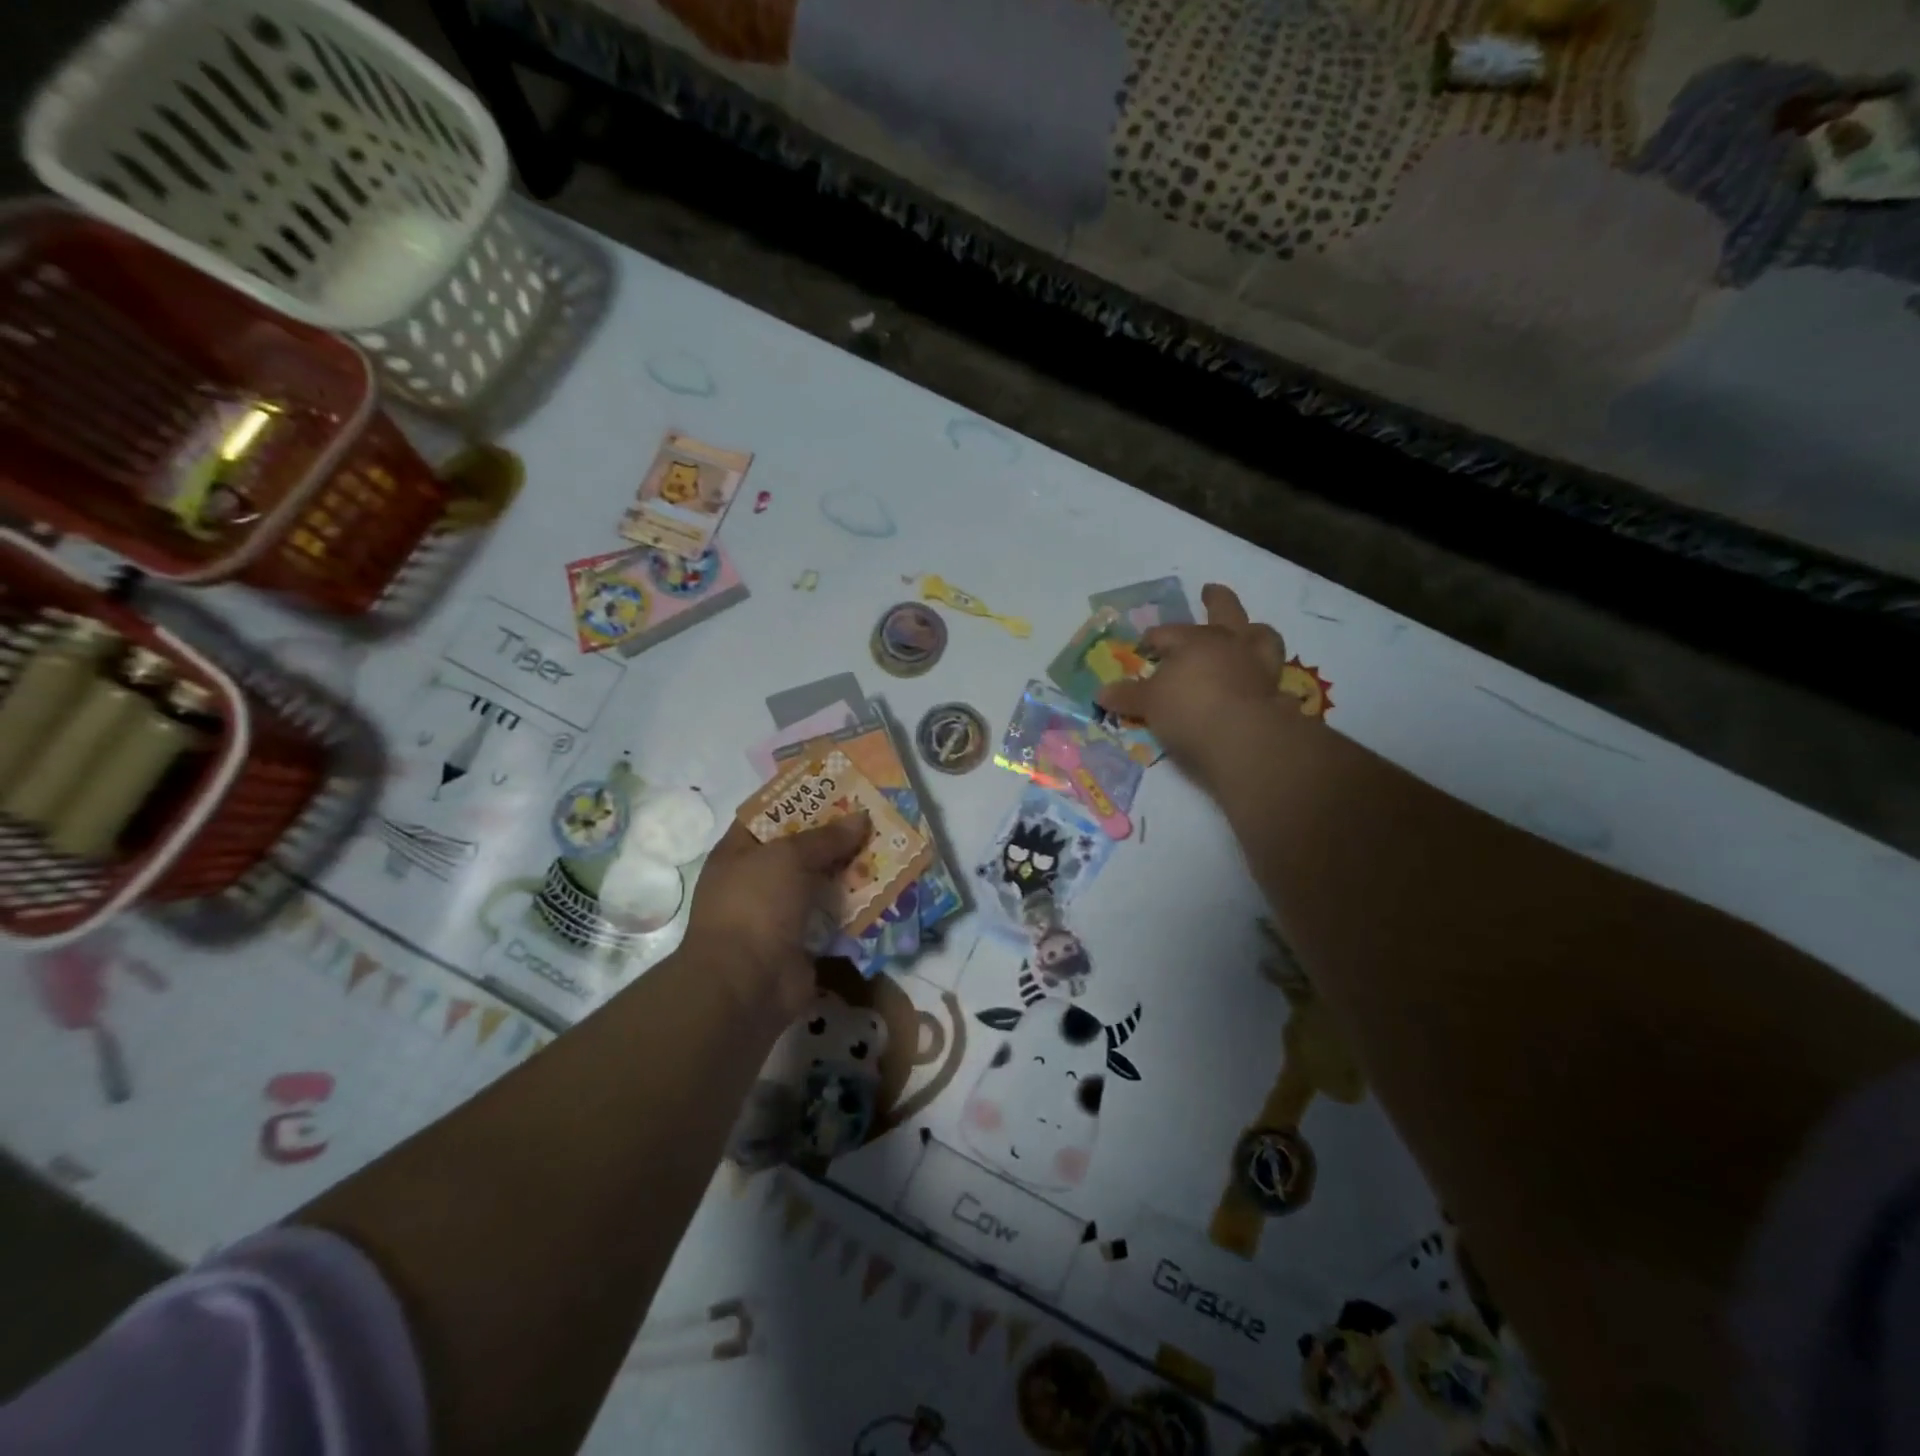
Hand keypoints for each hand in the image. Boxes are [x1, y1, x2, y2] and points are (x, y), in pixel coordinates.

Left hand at [683, 813, 869, 1021]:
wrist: (746, 984)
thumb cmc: (755, 905)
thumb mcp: (788, 857)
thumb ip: (825, 837)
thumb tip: (861, 818)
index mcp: (738, 853)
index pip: (769, 816)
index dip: (800, 800)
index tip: (838, 788)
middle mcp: (756, 880)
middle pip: (800, 850)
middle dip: (835, 836)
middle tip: (873, 817)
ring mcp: (778, 914)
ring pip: (820, 883)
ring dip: (850, 870)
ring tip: (887, 848)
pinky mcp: (802, 942)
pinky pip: (833, 917)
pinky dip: (855, 907)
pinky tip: (885, 890)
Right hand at [1096, 583, 1291, 792]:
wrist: (1243, 737)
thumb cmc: (1188, 710)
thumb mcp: (1149, 704)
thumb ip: (1128, 696)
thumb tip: (1102, 692)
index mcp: (1194, 641)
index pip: (1168, 633)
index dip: (1154, 639)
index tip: (1145, 646)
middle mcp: (1229, 644)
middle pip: (1225, 610)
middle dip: (1215, 599)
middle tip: (1210, 590)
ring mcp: (1258, 664)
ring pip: (1261, 635)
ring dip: (1253, 631)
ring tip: (1249, 631)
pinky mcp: (1277, 690)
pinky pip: (1274, 673)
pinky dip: (1265, 673)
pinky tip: (1260, 680)